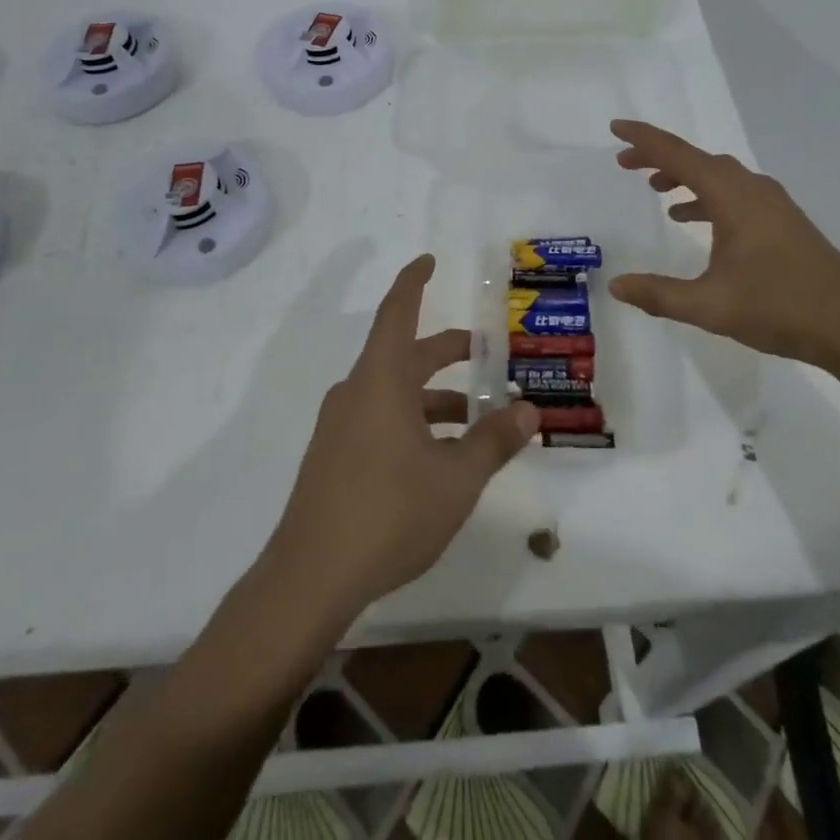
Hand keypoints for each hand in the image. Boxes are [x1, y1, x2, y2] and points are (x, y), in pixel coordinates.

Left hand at [267, 254, 539, 622]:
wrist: (309, 579)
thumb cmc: (388, 514)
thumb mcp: (456, 479)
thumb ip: (494, 440)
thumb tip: (530, 410)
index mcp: (381, 381)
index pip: (398, 313)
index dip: (413, 281)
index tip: (428, 260)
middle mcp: (357, 392)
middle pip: (405, 355)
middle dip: (447, 351)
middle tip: (486, 352)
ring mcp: (341, 425)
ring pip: (396, 392)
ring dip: (436, 397)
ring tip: (479, 420)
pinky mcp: (335, 456)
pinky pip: (381, 418)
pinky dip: (415, 422)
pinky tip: (442, 458)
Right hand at [608, 119, 839, 374]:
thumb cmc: (781, 308)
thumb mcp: (711, 306)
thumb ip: (660, 294)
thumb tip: (616, 286)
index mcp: (733, 197)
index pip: (678, 155)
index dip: (644, 140)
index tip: (615, 128)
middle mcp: (752, 189)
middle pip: (698, 159)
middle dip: (659, 157)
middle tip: (625, 164)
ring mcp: (772, 204)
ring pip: (719, 175)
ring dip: (685, 176)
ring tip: (655, 189)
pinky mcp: (783, 221)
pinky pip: (735, 193)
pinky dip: (707, 196)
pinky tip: (695, 221)